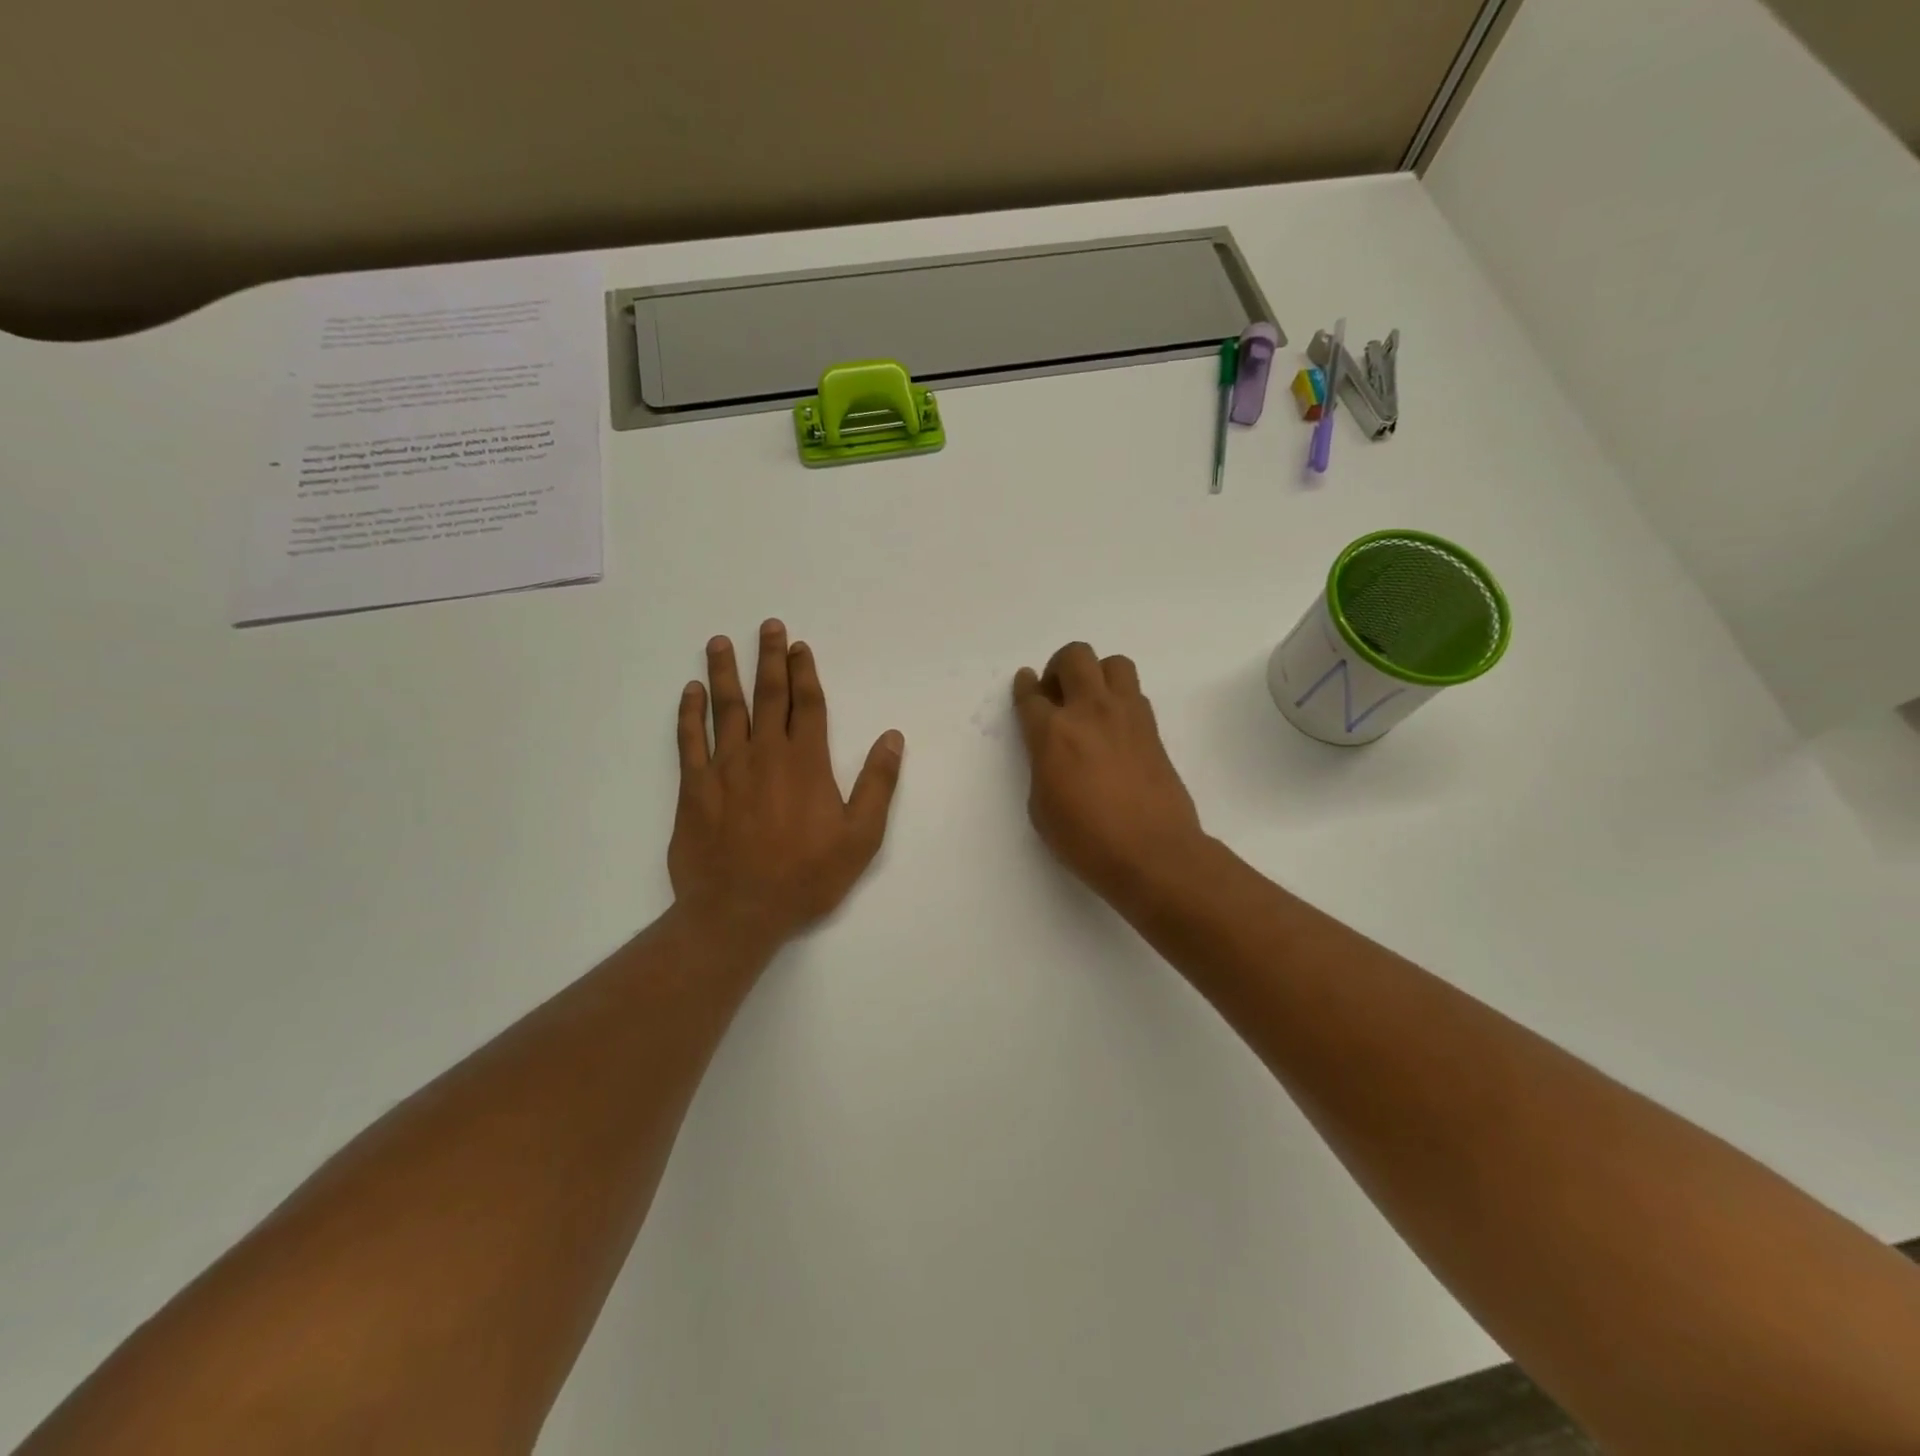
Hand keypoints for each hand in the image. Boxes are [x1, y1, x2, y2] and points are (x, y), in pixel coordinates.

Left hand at [670, 621, 903, 948]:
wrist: (738, 911)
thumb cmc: (805, 877)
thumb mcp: (860, 838)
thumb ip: (878, 784)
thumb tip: (892, 737)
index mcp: (806, 763)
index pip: (807, 704)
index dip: (804, 672)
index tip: (799, 646)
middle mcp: (764, 754)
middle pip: (768, 695)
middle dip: (770, 658)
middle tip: (768, 626)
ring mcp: (725, 767)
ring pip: (725, 708)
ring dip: (724, 673)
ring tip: (721, 642)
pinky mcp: (694, 787)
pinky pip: (689, 740)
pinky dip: (688, 713)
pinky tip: (689, 692)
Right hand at [1012, 643, 1206, 906]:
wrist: (1153, 853)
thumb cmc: (1087, 840)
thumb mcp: (1042, 807)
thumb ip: (1043, 767)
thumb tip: (1054, 752)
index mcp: (1053, 733)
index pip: (1032, 695)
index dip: (1025, 686)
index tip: (1026, 683)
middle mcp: (1090, 711)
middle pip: (1074, 657)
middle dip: (1059, 668)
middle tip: (1057, 694)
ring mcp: (1126, 715)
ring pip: (1113, 663)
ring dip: (1096, 674)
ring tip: (1090, 702)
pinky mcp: (1153, 729)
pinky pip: (1134, 692)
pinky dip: (1119, 698)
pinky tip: (1113, 726)